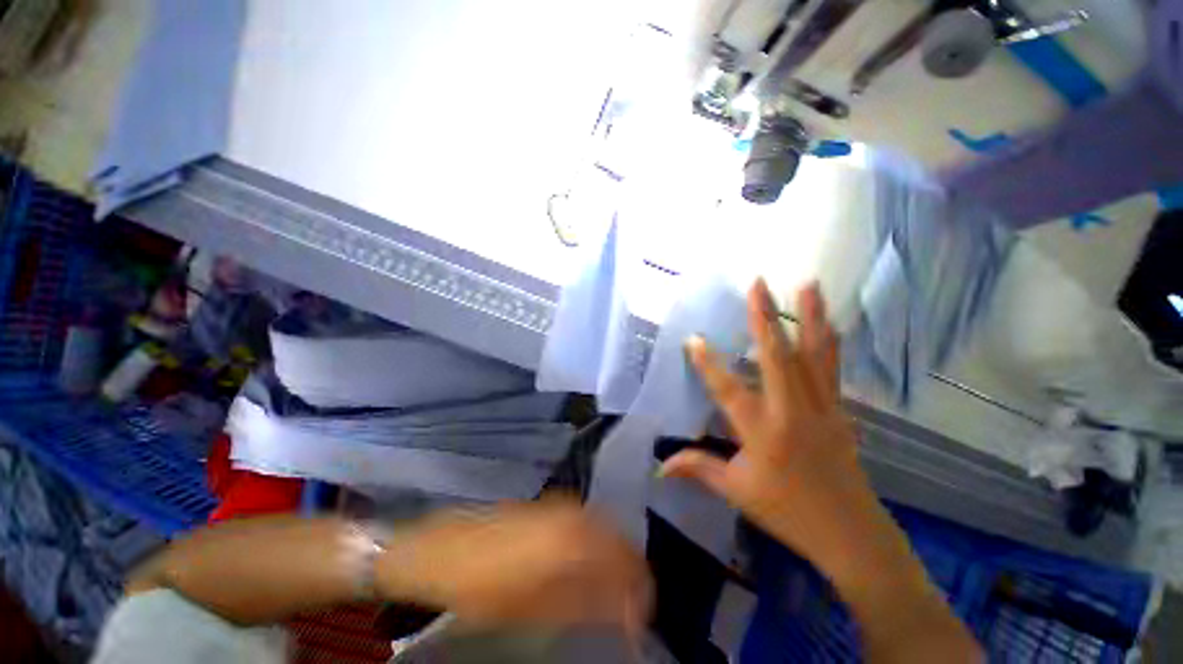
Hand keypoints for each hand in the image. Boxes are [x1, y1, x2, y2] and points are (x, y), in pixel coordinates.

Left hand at [377, 500, 651, 633]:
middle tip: (632, 600)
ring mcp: (560, 504)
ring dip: (613, 553)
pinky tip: (587, 559)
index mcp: (574, 538)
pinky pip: (585, 519)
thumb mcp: (536, 609)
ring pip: (603, 525)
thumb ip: (586, 605)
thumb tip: (625, 611)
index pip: (624, 557)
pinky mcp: (547, 505)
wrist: (445, 551)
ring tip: (614, 583)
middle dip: (630, 568)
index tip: (643, 614)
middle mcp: (573, 513)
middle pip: (617, 536)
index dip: (639, 587)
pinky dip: (595, 540)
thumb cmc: (485, 588)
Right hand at [661, 280, 883, 575]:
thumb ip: (699, 468)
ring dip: (810, 318)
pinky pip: (833, 369)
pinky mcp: (839, 410)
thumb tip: (660, 466)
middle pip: (777, 357)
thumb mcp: (737, 491)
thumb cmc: (788, 511)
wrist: (851, 533)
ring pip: (814, 355)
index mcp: (761, 430)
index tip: (694, 338)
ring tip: (809, 285)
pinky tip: (831, 324)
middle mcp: (791, 410)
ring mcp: (820, 407)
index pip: (728, 389)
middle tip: (758, 284)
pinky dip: (830, 342)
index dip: (708, 364)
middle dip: (764, 318)